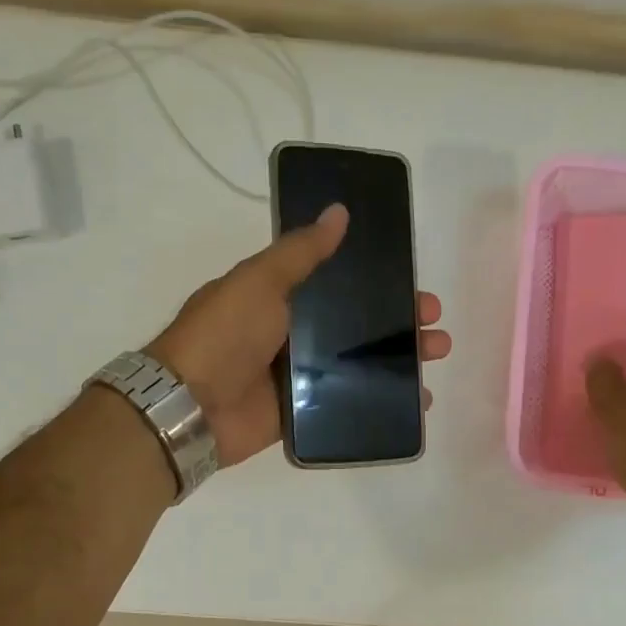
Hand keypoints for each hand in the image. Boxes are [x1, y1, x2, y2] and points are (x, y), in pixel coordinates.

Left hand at [147, 204, 453, 467]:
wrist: (191, 405)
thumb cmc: (225, 334)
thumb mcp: (260, 281)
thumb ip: (301, 252)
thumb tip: (339, 212)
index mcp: (283, 298)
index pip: (343, 287)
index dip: (382, 286)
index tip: (416, 288)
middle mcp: (294, 335)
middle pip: (358, 328)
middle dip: (400, 328)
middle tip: (435, 331)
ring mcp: (297, 377)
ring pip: (358, 366)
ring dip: (399, 364)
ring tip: (434, 362)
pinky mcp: (300, 414)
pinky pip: (346, 404)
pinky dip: (380, 403)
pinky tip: (415, 404)